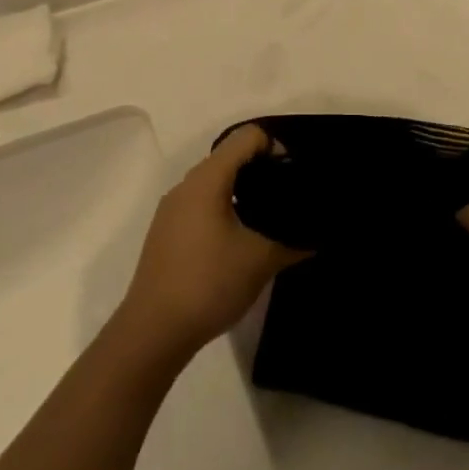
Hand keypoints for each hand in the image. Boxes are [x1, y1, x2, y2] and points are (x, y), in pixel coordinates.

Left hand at [117, 125, 303, 359]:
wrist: (152, 332)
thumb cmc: (208, 283)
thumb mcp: (260, 261)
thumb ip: (293, 242)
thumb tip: (316, 237)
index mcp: (208, 179)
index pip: (247, 137)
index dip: (275, 147)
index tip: (293, 176)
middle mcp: (187, 185)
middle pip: (229, 156)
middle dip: (261, 169)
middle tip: (287, 196)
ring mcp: (172, 208)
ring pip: (214, 182)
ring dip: (242, 190)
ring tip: (268, 218)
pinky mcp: (166, 231)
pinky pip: (201, 203)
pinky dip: (224, 207)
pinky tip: (239, 239)